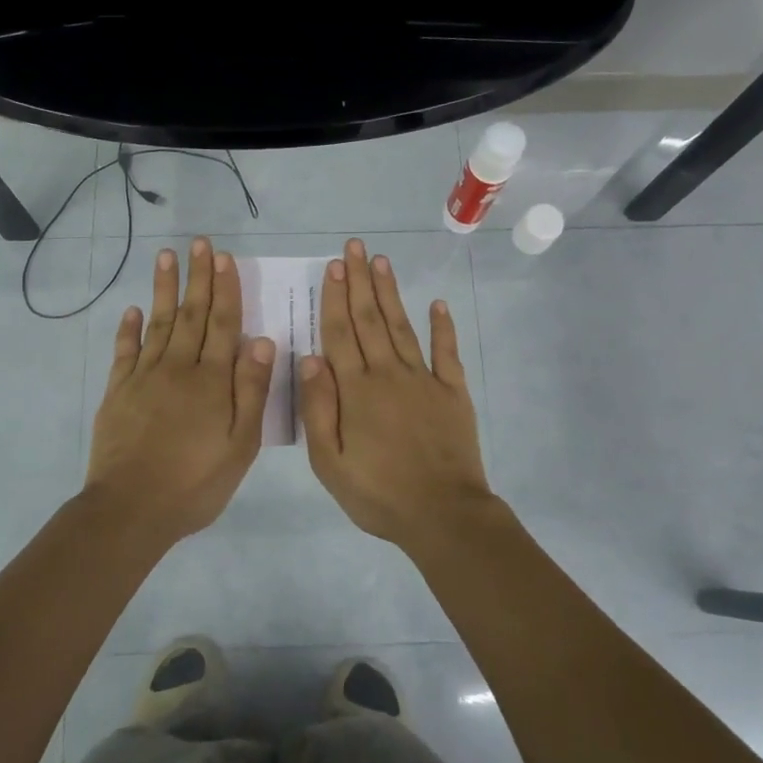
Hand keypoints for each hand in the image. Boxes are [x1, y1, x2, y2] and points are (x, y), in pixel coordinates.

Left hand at [84, 237, 275, 543]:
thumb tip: (261, 340)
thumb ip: (251, 390)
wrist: (131, 508)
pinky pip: (125, 351)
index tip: (224, 258)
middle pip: (191, 314)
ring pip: (157, 322)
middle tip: (199, 243)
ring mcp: (144, 377)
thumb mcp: (240, 443)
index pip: (222, 324)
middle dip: (198, 277)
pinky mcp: (118, 391)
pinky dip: (129, 329)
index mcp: (211, 380)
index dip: (225, 289)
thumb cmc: (195, 481)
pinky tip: (132, 309)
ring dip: (163, 288)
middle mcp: (178, 367)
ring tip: (166, 256)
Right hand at [299, 238, 497, 548]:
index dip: (335, 298)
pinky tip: (437, 304)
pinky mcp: (453, 392)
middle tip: (354, 248)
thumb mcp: (329, 462)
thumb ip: (318, 408)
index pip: (341, 334)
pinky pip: (447, 352)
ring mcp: (424, 380)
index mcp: (356, 390)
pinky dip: (443, 327)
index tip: (333, 267)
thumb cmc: (378, 493)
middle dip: (360, 282)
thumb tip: (309, 358)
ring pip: (402, 327)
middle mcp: (388, 374)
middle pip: (370, 320)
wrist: (442, 514)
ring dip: (391, 293)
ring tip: (382, 262)